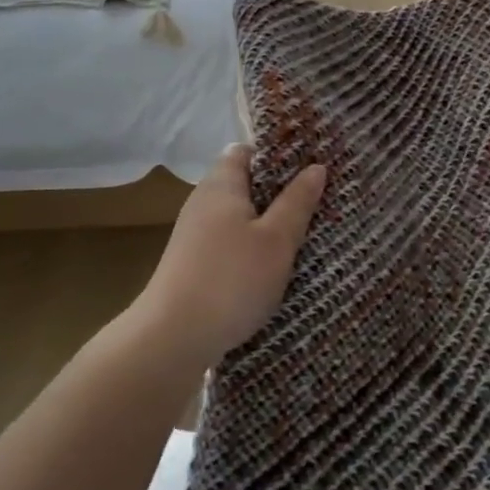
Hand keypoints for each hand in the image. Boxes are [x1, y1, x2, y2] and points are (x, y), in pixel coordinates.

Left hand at [134, 144, 326, 368]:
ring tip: (304, 236)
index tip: (310, 167)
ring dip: (268, 224)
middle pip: (245, 184)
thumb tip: (316, 167)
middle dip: (279, 193)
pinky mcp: (193, 263)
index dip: (278, 155)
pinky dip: (252, 248)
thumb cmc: (231, 279)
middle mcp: (204, 201)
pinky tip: (273, 268)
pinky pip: (230, 243)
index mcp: (222, 184)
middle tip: (317, 204)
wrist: (172, 338)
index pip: (247, 151)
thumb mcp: (277, 239)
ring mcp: (195, 234)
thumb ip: (297, 201)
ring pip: (239, 217)